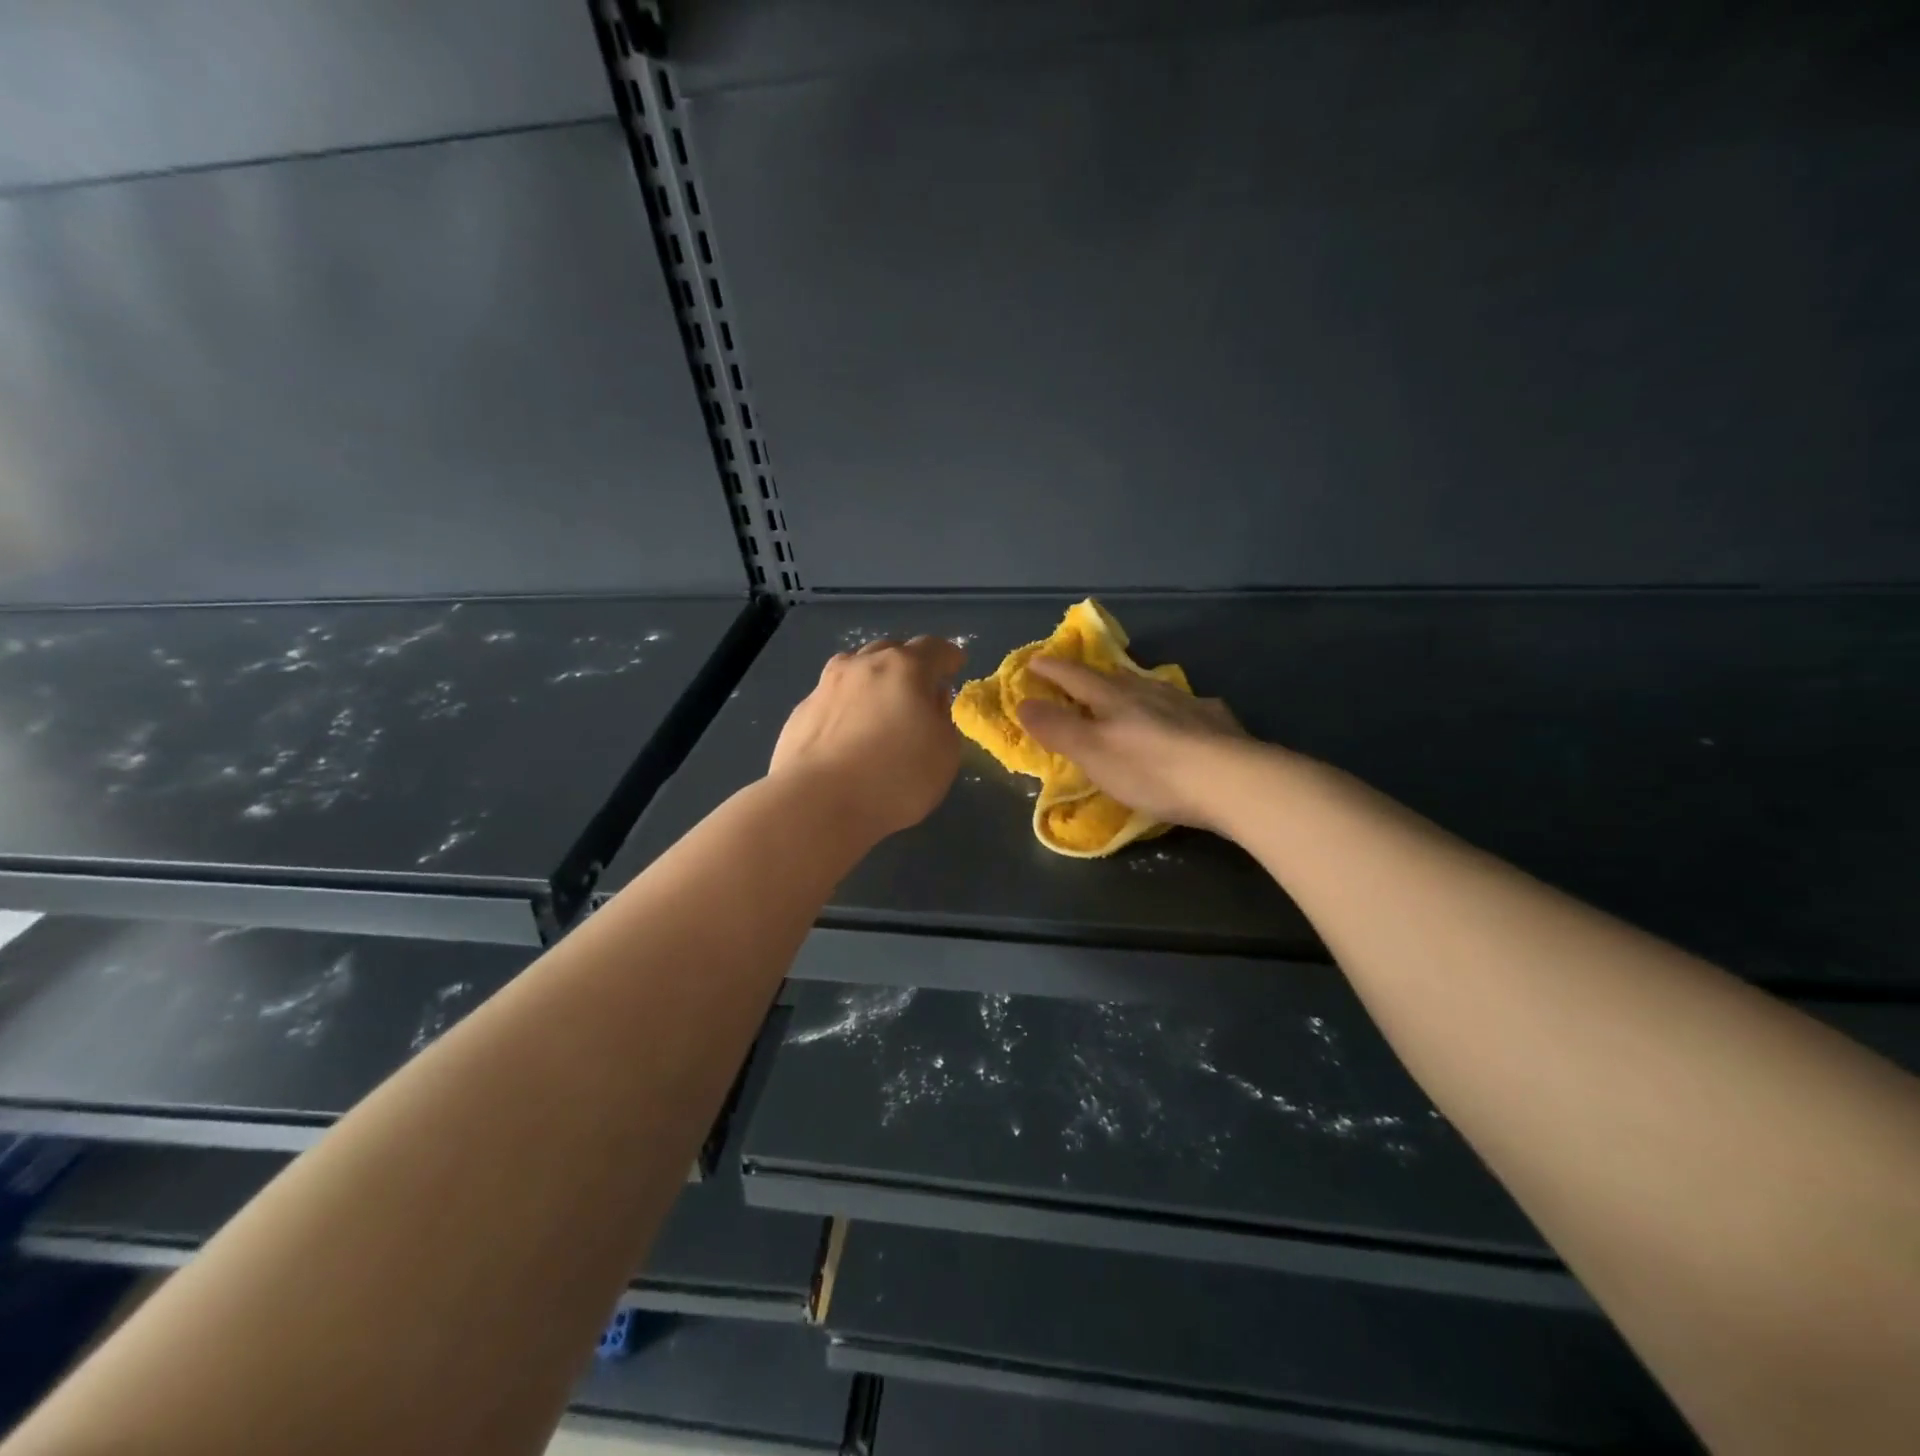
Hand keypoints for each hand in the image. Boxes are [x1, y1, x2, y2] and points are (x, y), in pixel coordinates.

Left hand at [771, 636, 965, 838]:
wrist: (817, 803)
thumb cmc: (894, 778)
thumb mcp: (944, 754)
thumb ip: (943, 719)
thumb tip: (931, 700)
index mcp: (904, 668)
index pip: (933, 648)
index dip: (948, 656)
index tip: (955, 666)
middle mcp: (863, 665)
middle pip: (891, 651)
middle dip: (909, 663)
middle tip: (918, 687)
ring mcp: (826, 685)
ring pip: (856, 668)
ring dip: (873, 678)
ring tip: (880, 703)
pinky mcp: (801, 711)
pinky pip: (832, 697)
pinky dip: (847, 705)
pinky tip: (847, 730)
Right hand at [1017, 657, 1249, 830]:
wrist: (1231, 781)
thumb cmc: (1151, 770)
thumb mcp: (1093, 752)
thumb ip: (1058, 728)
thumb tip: (1022, 702)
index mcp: (1114, 699)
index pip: (1076, 677)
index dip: (1053, 670)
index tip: (1034, 661)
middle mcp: (1149, 693)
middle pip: (1114, 678)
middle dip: (1092, 677)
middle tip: (1079, 677)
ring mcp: (1186, 704)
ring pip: (1152, 688)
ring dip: (1134, 689)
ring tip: (1128, 694)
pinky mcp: (1216, 723)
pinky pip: (1189, 707)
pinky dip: (1176, 709)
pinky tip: (1185, 716)